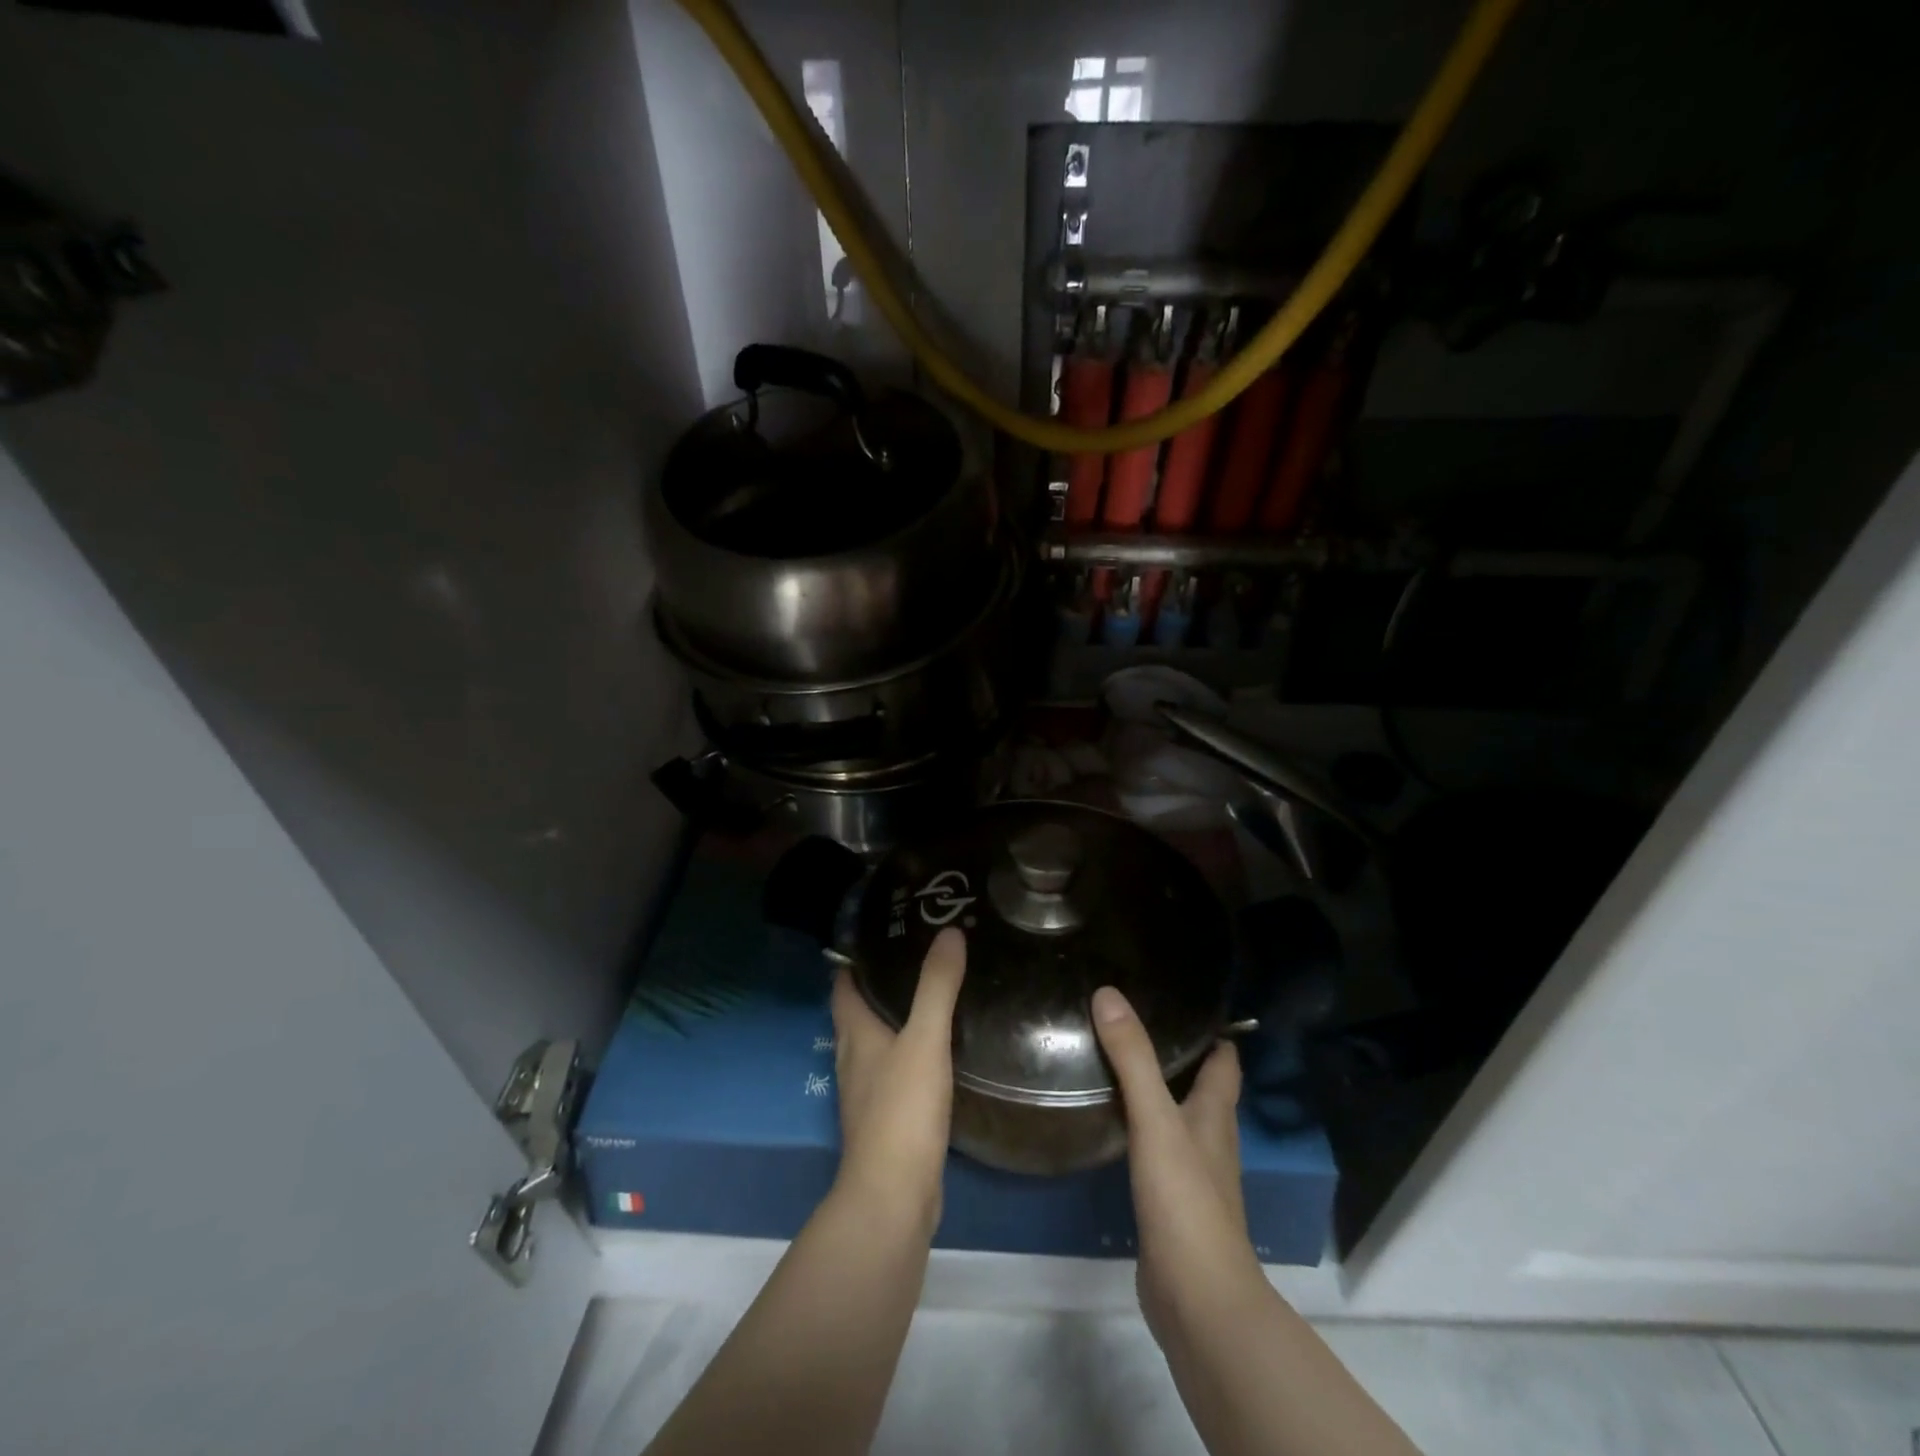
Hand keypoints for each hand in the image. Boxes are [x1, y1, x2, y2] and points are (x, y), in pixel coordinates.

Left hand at [830, 926, 966, 1232]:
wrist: (894, 1197)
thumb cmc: (902, 1110)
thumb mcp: (925, 1040)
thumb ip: (937, 986)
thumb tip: (950, 931)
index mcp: (854, 1034)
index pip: (843, 985)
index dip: (855, 959)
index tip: (882, 934)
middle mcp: (853, 1059)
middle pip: (858, 1012)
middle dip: (880, 985)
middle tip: (918, 958)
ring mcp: (867, 1093)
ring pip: (877, 1043)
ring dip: (895, 1020)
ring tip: (931, 997)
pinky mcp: (886, 1120)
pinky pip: (894, 1073)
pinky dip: (909, 1054)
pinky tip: (937, 1053)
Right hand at [1092, 986, 1263, 1340]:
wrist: (1198, 1300)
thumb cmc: (1186, 1200)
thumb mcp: (1156, 1120)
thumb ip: (1133, 1059)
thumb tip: (1108, 994)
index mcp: (1215, 1115)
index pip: (1224, 1062)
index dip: (1212, 1032)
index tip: (1181, 1002)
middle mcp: (1210, 1139)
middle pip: (1202, 1088)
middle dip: (1177, 1057)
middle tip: (1133, 1024)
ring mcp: (1192, 1175)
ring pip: (1177, 1119)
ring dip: (1156, 1092)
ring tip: (1116, 1063)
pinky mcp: (1171, 1204)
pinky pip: (1157, 1150)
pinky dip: (1140, 1129)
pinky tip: (1112, 1124)